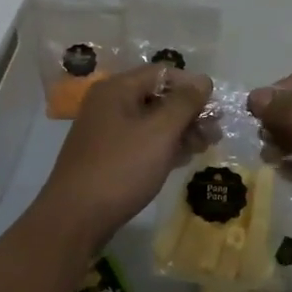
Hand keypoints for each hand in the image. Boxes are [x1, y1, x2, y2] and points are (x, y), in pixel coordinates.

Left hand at [37, 65, 211, 248]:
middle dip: (189, 112)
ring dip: (181, 131)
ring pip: (152, 122)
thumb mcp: (159, 132)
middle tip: (215, 133)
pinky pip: (142, 142)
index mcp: (117, 89)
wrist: (75, 219)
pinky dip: (164, 147)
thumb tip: (203, 79)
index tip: (216, 108)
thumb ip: (184, 102)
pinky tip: (183, 159)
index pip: (162, 73)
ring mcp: (107, 132)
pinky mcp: (108, 157)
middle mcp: (109, 104)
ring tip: (204, 147)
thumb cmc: (121, 168)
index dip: (191, 86)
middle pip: (158, 97)